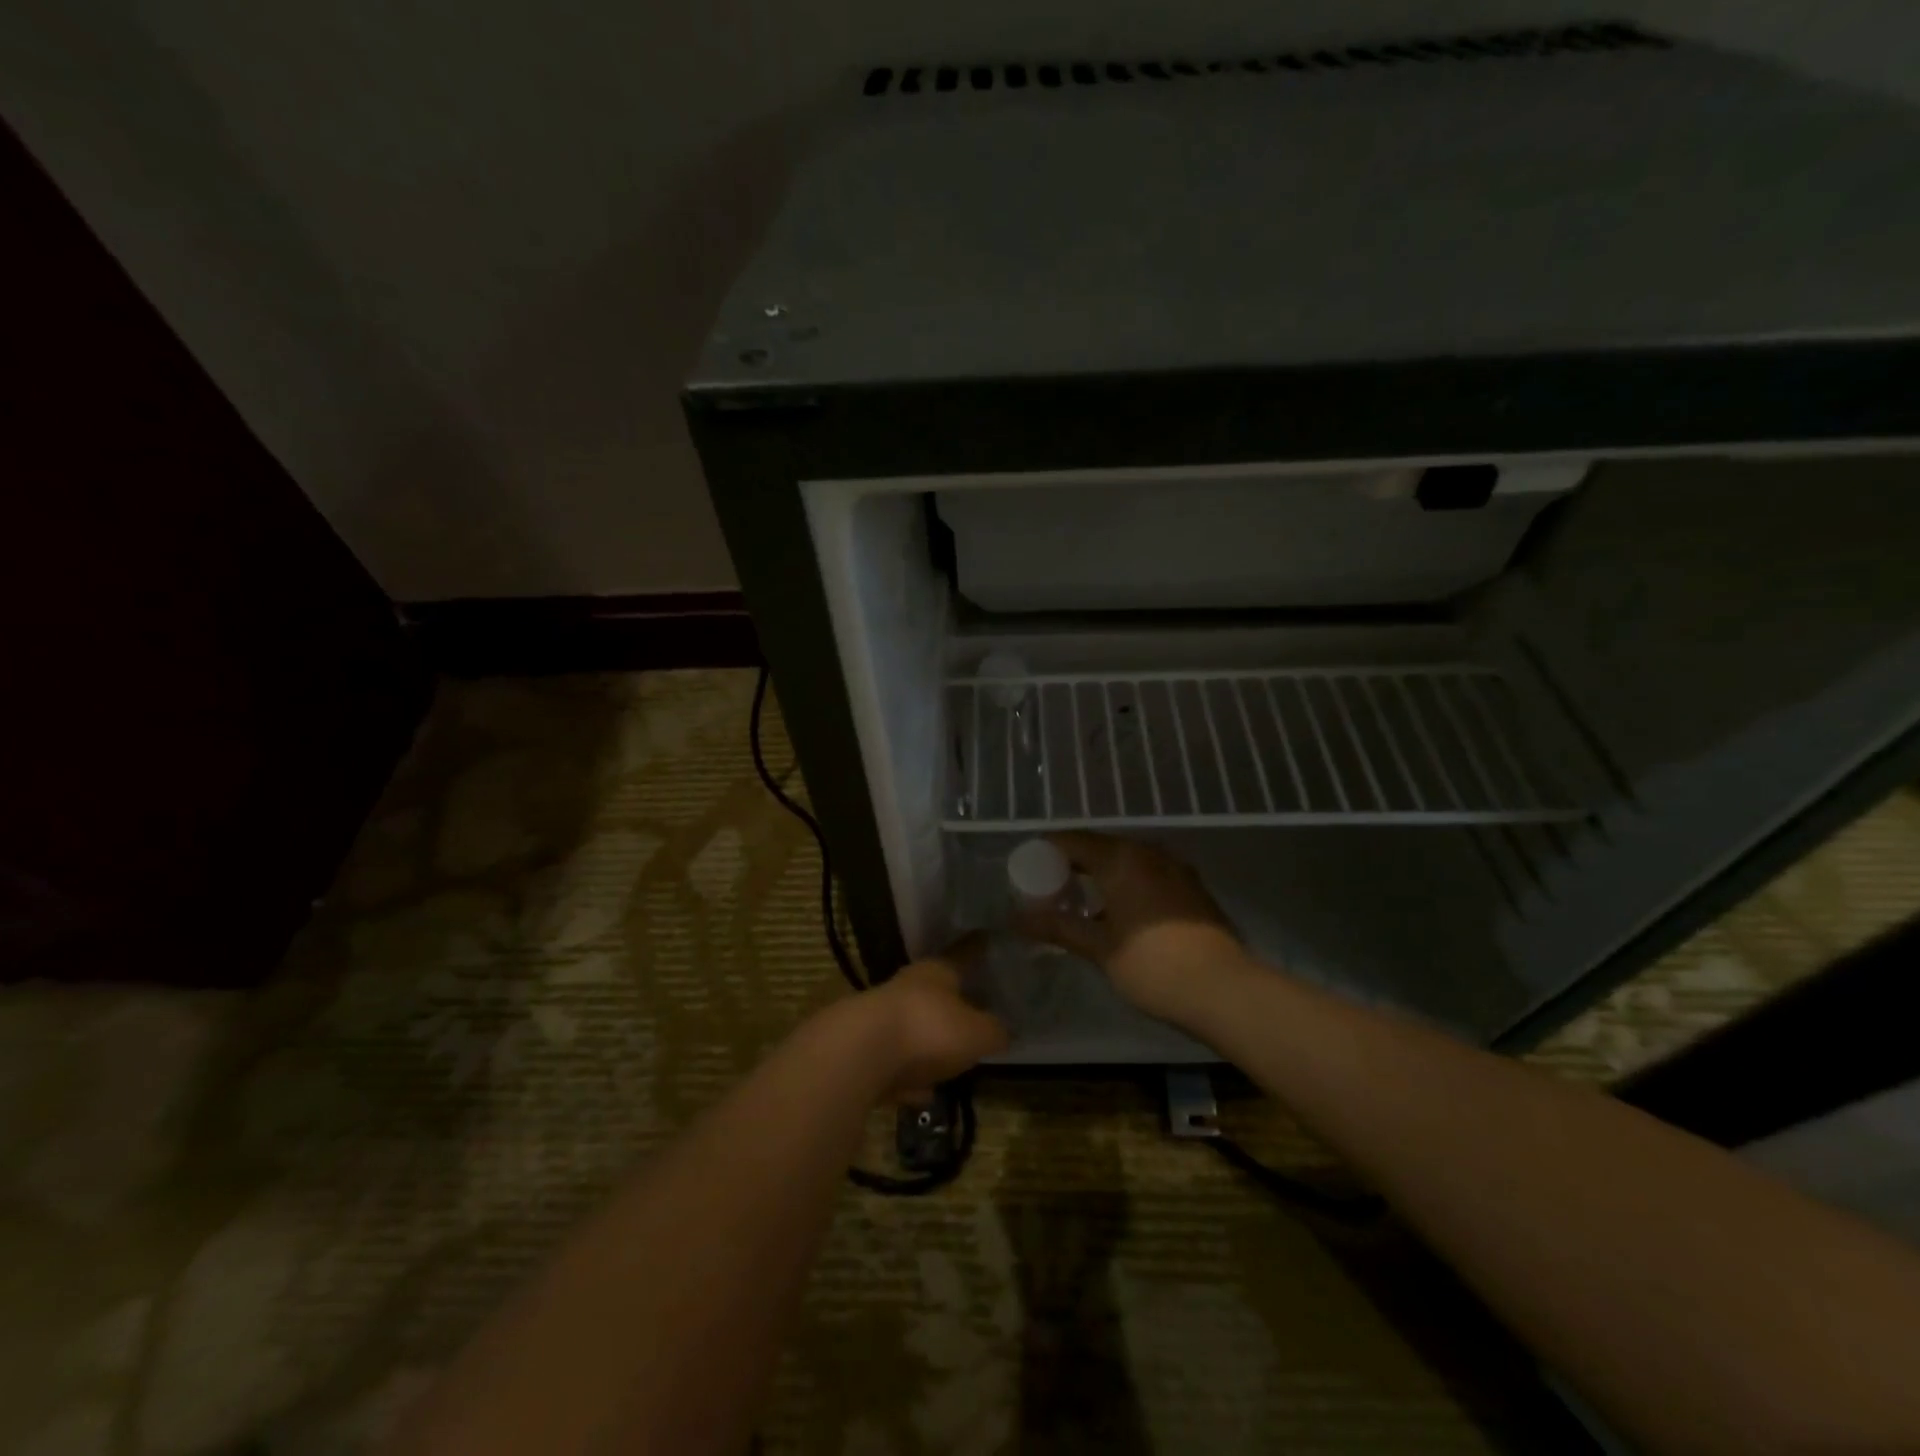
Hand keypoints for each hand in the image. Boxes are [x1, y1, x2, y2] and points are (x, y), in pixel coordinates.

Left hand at [851, 935, 1007, 1099]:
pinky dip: (908, 1075)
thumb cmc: (928, 1030)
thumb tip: (1004, 1031)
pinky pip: (895, 1063)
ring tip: (949, 1060)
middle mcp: (907, 987)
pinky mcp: (863, 1053)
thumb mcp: (977, 1034)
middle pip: (934, 991)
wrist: (857, 1057)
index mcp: (937, 972)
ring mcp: (881, 1019)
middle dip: (951, 1001)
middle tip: (973, 1011)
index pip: (963, 954)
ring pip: (912, 1026)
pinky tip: (920, 1093)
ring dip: (927, 1042)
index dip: (977, 949)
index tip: (986, 938)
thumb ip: (994, 1031)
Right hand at [1014, 832, 1249, 1024]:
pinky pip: (1148, 875)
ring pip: (1126, 862)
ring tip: (1081, 905)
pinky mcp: (1192, 888)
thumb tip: (1016, 919)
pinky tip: (1119, 915)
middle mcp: (1148, 852)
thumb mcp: (1098, 948)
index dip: (1046, 853)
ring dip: (1101, 877)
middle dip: (1072, 866)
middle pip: (1100, 848)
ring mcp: (1175, 868)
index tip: (1027, 873)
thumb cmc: (1152, 964)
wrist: (1224, 990)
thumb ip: (1057, 927)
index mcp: (1121, 858)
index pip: (1072, 840)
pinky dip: (1127, 886)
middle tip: (1050, 892)